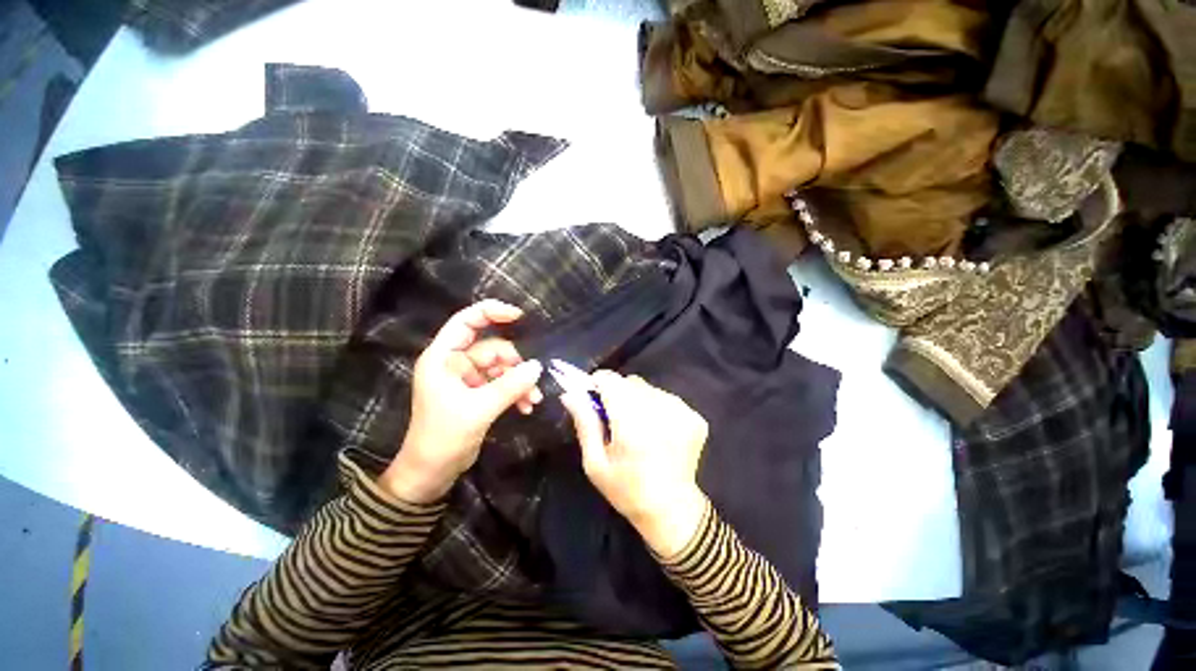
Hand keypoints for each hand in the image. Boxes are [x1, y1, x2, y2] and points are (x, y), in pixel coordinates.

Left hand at [380, 300, 543, 503]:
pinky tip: (527, 407)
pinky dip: (516, 392)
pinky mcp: (478, 394)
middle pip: (493, 349)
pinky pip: (503, 383)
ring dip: (520, 382)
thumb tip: (538, 366)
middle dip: (516, 364)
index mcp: (443, 358)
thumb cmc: (443, 438)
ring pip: (502, 368)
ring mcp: (467, 379)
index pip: (466, 322)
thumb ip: (509, 386)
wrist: (431, 474)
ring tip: (533, 400)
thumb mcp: (478, 409)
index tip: (519, 315)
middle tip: (533, 382)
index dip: (491, 312)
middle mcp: (455, 364)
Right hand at [561, 371, 708, 557]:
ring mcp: (681, 411)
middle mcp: (659, 410)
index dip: (598, 385)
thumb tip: (570, 393)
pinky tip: (658, 432)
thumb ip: (584, 423)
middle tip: (616, 421)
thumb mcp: (595, 462)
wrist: (672, 511)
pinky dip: (658, 409)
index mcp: (631, 422)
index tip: (595, 399)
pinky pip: (667, 399)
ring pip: (649, 389)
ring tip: (639, 428)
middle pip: (630, 382)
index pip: (610, 380)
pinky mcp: (695, 417)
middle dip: (618, 394)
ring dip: (639, 401)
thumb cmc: (627, 489)